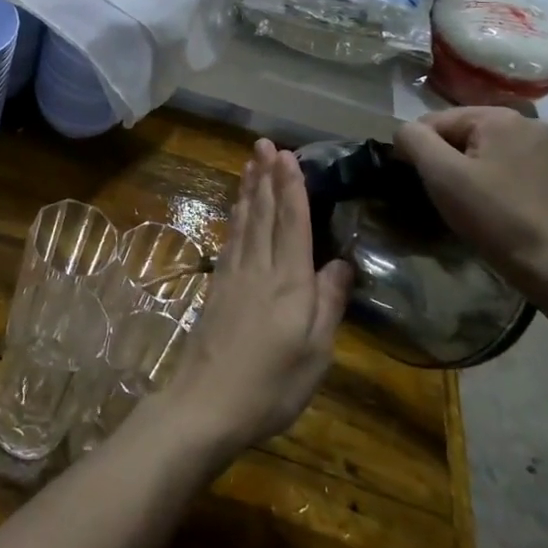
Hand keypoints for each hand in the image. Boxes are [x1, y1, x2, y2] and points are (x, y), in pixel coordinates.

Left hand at [161, 140, 353, 460]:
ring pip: (243, 222)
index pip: (291, 223)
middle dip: (265, 176)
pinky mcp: (217, 288)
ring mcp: (233, 276)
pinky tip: (236, 209)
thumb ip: (329, 303)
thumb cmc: (271, 385)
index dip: (290, 187)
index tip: (288, 155)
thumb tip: (342, 262)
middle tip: (264, 144)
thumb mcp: (316, 352)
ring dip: (248, 190)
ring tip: (250, 163)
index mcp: (289, 283)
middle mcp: (258, 269)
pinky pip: (230, 239)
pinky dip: (235, 217)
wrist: (206, 403)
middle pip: (262, 213)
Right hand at [393, 107, 547, 288]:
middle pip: (463, 134)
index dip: (419, 150)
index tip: (419, 182)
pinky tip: (497, 208)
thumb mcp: (441, 174)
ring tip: (469, 204)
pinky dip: (496, 183)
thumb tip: (405, 132)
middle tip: (444, 196)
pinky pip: (511, 169)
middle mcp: (530, 124)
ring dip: (470, 172)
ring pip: (487, 153)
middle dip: (447, 161)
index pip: (435, 121)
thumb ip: (414, 139)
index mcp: (499, 117)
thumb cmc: (495, 215)